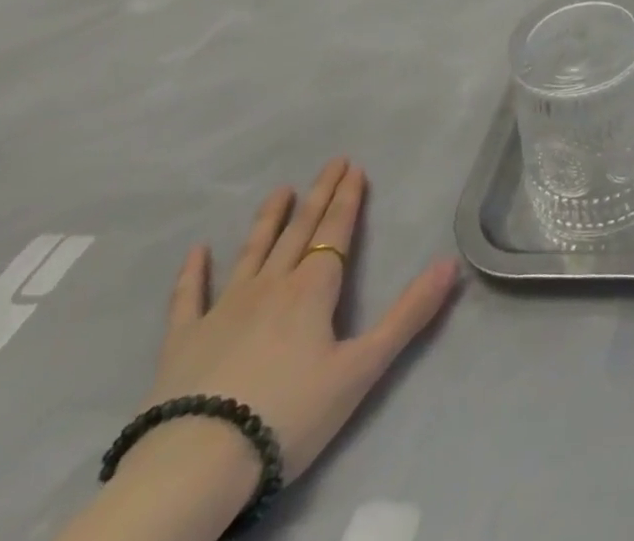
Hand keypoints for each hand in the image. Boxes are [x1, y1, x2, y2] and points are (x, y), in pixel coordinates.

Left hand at [144, 159, 458, 482]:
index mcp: (313, 289)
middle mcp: (271, 286)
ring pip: (252, 252)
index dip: (348, 198)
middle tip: (332, 162)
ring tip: (280, 191)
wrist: (192, 470)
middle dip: (319, 195)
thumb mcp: (362, 368)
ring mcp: (222, 311)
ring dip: (268, 220)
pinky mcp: (182, 343)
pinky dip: (193, 273)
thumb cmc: (288, 414)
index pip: (336, 231)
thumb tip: (451, 264)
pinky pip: (188, 299)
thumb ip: (409, 314)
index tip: (355, 167)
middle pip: (299, 231)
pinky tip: (196, 251)